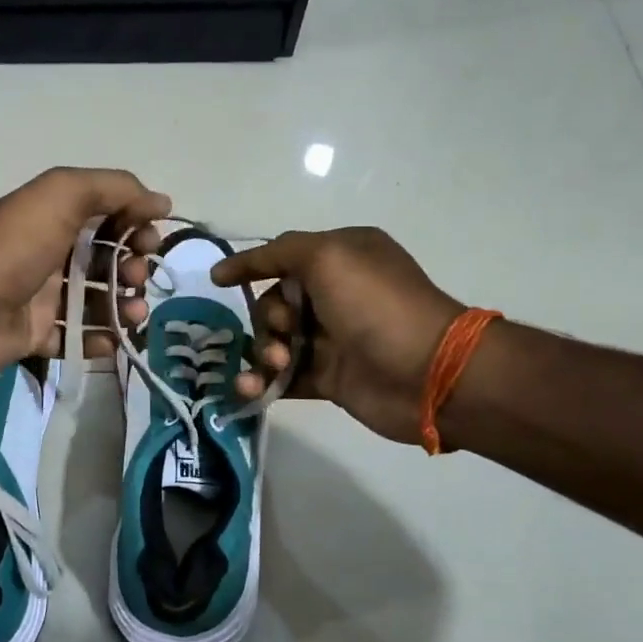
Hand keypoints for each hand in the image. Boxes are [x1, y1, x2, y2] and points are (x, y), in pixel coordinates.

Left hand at [0, 167, 166, 375]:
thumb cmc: (15, 245)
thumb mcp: (63, 195)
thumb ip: (115, 189)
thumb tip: (161, 202)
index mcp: (55, 219)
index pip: (108, 218)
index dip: (135, 226)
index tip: (151, 240)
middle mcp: (50, 255)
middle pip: (105, 262)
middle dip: (132, 269)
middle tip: (137, 278)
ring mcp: (41, 298)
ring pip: (95, 303)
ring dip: (123, 307)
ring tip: (133, 315)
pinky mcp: (34, 336)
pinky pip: (74, 339)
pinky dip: (97, 341)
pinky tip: (110, 340)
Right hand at [213, 228, 465, 443]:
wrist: (425, 373)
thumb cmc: (375, 305)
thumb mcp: (328, 256)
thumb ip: (281, 251)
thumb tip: (239, 266)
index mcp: (342, 258)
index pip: (284, 257)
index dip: (250, 266)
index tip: (217, 280)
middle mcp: (336, 295)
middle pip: (274, 302)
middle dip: (267, 317)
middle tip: (284, 331)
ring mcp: (332, 339)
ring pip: (274, 340)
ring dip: (262, 351)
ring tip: (276, 364)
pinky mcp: (328, 378)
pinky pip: (282, 376)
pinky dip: (263, 381)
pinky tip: (251, 390)